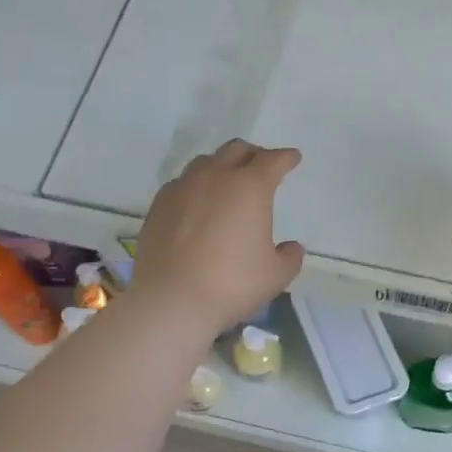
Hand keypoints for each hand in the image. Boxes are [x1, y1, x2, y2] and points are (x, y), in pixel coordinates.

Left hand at [130, 140, 305, 337]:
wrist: (172, 300)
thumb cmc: (232, 284)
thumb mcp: (275, 275)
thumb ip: (289, 257)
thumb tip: (292, 247)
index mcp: (250, 187)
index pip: (273, 160)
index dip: (286, 158)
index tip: (292, 158)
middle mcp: (215, 177)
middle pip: (236, 150)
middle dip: (253, 154)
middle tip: (261, 167)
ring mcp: (182, 188)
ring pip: (206, 163)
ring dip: (222, 166)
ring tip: (227, 183)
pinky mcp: (158, 205)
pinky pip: (182, 184)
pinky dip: (196, 187)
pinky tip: (197, 205)